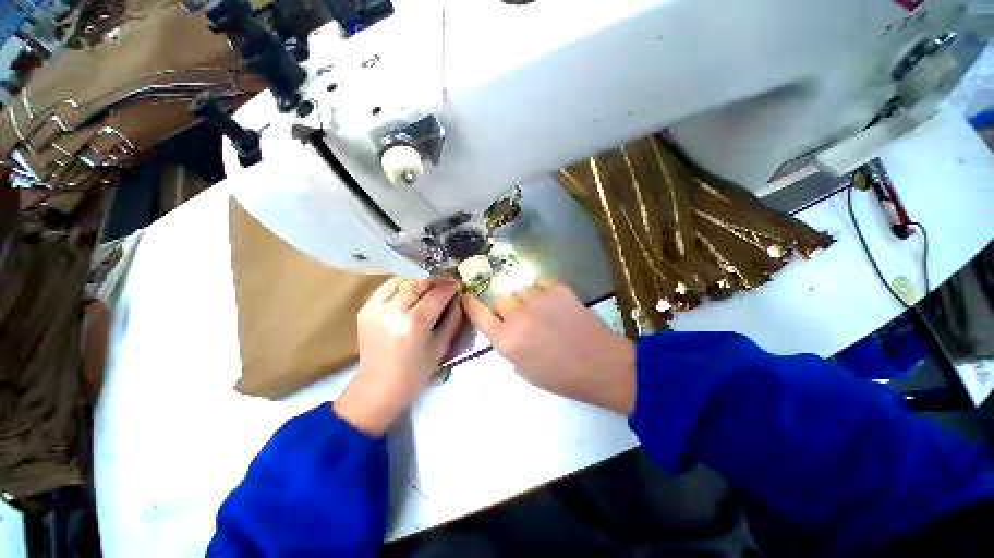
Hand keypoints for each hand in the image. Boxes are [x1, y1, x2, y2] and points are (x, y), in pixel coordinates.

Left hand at [334, 277, 462, 434]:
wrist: (379, 386)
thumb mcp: (442, 344)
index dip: (450, 286)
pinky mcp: (365, 308)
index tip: (458, 284)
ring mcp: (375, 307)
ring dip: (419, 280)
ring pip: (403, 280)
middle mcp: (393, 311)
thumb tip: (457, 296)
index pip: (437, 293)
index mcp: (415, 323)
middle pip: (419, 282)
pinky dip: (402, 285)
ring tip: (429, 286)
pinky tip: (410, 292)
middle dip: (436, 280)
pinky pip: (388, 287)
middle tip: (446, 282)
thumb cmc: (416, 371)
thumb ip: (453, 317)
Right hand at [462, 278, 635, 413]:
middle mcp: (517, 316)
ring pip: (519, 290)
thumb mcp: (523, 370)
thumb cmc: (561, 376)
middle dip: (507, 309)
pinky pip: (539, 282)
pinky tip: (553, 303)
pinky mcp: (556, 289)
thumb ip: (508, 346)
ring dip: (525, 300)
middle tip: (522, 318)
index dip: (471, 305)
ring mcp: (537, 299)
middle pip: (500, 299)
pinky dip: (542, 291)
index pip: (479, 316)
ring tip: (542, 311)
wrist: (599, 364)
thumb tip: (505, 328)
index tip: (467, 298)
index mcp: (506, 341)